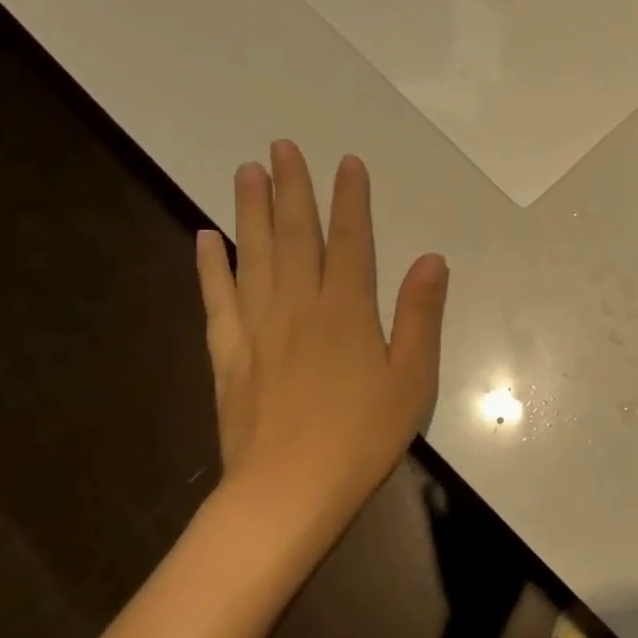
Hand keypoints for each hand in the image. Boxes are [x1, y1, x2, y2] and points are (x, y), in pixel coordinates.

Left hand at [195, 142, 447, 563]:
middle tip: (280, 147)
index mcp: (346, 311)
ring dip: (250, 211)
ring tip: (245, 171)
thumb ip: (420, 315)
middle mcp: (298, 306)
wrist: (288, 491)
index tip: (346, 162)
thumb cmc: (362, 436)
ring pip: (253, 256)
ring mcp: (257, 328)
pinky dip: (211, 266)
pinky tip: (206, 238)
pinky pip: (217, 299)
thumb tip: (431, 259)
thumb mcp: (412, 378)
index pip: (349, 241)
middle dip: (291, 189)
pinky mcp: (229, 354)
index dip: (350, 199)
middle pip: (294, 236)